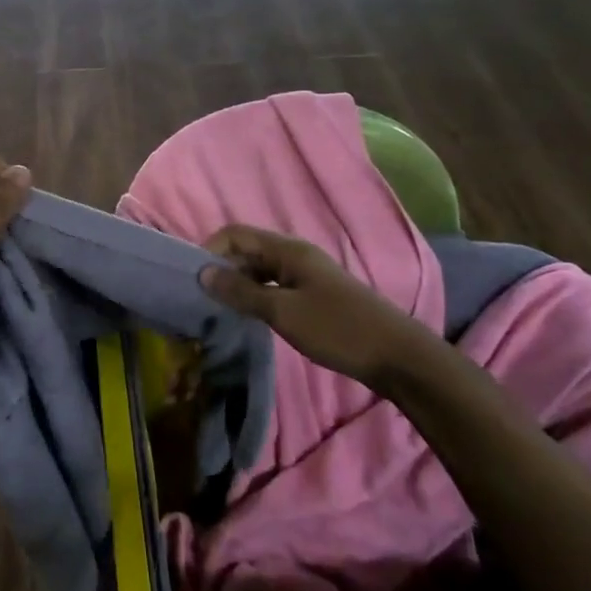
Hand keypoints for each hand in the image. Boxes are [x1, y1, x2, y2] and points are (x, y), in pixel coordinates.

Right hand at [198, 224, 431, 384]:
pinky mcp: (313, 296)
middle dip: (221, 268)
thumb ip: (241, 292)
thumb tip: (203, 273)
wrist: (398, 357)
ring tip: (218, 309)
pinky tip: (248, 317)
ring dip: (237, 284)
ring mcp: (306, 276)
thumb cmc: (338, 329)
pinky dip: (255, 296)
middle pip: (247, 250)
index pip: (236, 234)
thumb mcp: (283, 312)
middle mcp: (295, 255)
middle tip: (200, 298)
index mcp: (288, 250)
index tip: (192, 278)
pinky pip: (273, 286)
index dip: (211, 249)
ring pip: (259, 270)